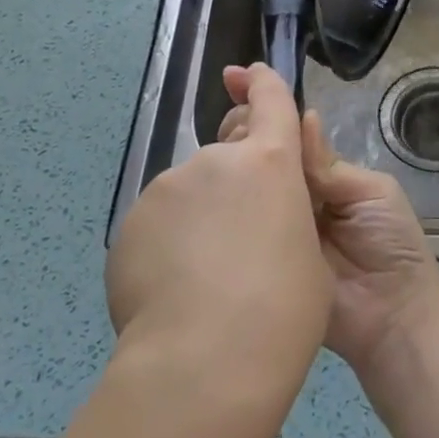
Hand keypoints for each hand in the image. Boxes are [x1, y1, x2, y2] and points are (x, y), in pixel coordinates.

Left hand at [107, 64, 329, 386]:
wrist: (205, 363)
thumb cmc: (283, 311)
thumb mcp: (309, 257)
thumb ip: (289, 215)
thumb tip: (264, 215)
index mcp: (270, 163)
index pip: (270, 101)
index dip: (263, 84)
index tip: (248, 74)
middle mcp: (214, 162)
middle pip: (228, 153)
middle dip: (239, 177)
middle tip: (246, 233)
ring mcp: (166, 190)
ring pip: (191, 192)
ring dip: (203, 215)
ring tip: (209, 276)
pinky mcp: (130, 224)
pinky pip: (161, 223)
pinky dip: (171, 244)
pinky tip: (178, 291)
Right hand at [218, 70, 438, 380]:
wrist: (392, 316)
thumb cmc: (392, 245)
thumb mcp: (370, 192)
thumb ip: (328, 163)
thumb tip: (301, 118)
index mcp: (323, 174)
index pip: (289, 133)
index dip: (266, 105)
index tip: (235, 77)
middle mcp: (296, 194)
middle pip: (263, 154)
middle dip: (244, 129)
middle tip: (228, 123)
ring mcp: (276, 226)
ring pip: (249, 186)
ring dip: (232, 163)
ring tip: (215, 147)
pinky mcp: (261, 256)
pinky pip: (243, 227)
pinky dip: (227, 207)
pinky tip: (208, 188)